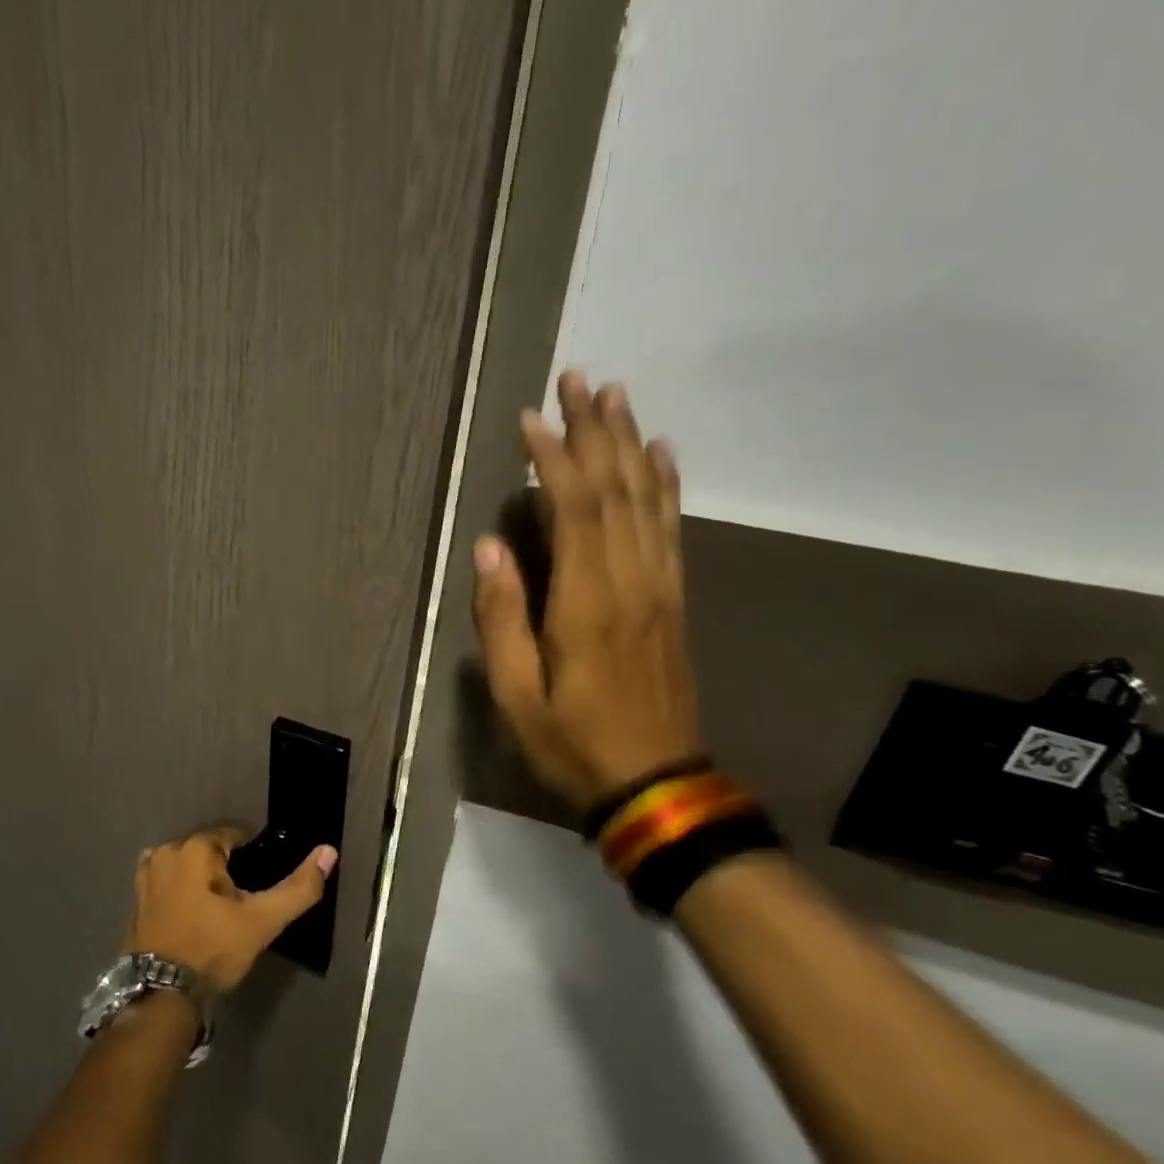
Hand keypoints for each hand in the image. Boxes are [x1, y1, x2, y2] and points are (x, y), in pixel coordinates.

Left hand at [123, 826, 337, 991]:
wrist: (161, 995)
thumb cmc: (213, 950)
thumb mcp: (262, 921)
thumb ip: (298, 887)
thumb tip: (329, 850)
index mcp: (197, 847)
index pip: (235, 836)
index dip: (252, 858)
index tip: (257, 887)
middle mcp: (167, 849)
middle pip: (209, 848)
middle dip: (225, 867)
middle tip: (239, 903)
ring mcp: (147, 872)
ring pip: (188, 863)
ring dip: (202, 878)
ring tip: (215, 911)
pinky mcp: (137, 894)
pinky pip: (167, 878)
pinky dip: (180, 887)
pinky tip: (191, 912)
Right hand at [471, 372, 702, 810]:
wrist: (657, 784)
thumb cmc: (573, 742)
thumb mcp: (517, 695)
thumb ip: (502, 618)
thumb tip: (490, 549)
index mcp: (588, 603)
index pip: (575, 510)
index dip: (553, 459)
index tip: (531, 418)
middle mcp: (631, 581)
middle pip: (617, 489)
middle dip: (595, 430)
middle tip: (578, 379)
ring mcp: (660, 587)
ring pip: (648, 499)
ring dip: (629, 443)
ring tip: (614, 396)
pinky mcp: (673, 599)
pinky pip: (672, 528)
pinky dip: (667, 484)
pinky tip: (661, 454)